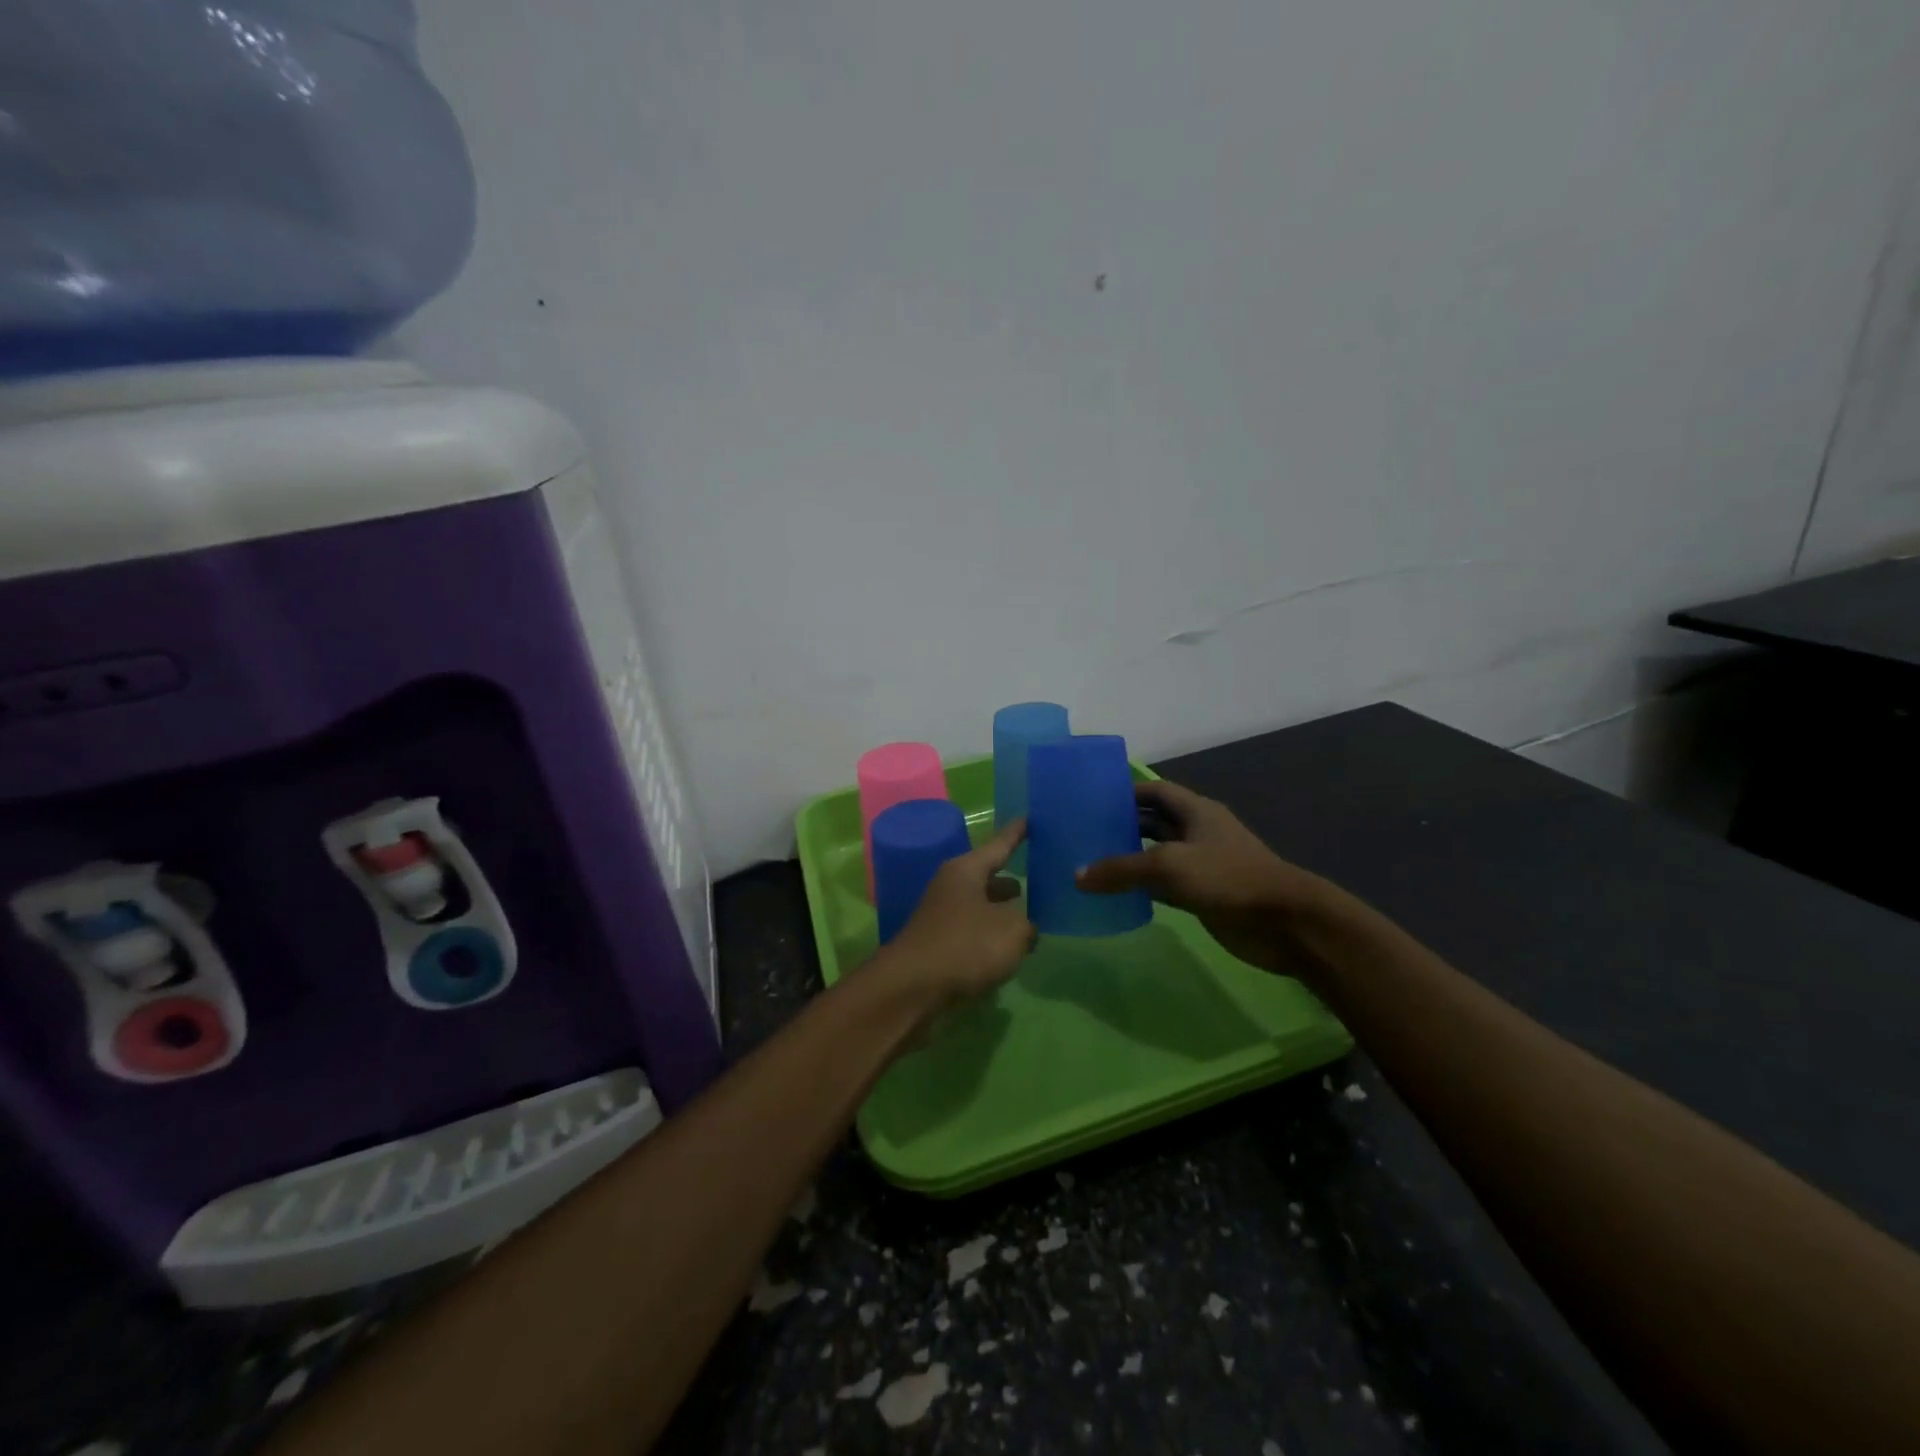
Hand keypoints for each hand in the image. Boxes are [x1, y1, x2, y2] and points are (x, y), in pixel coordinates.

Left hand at [870, 819, 1036, 1011]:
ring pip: (980, 906)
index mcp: (966, 871)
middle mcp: (951, 886)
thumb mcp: (1012, 931)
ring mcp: (941, 916)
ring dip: (1002, 912)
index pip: (999, 845)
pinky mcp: (938, 944)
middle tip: (1040, 880)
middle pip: (988, 877)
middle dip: (1011, 880)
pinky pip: (972, 931)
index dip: (1017, 834)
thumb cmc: (965, 947)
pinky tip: (1007, 951)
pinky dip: (990, 936)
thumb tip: (1026, 926)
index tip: (1030, 818)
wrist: (911, 989)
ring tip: (1030, 918)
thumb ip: (1028, 924)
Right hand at [1076, 779, 1327, 974]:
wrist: (1284, 923)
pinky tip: (1116, 894)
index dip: (1125, 791)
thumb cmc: (1227, 878)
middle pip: (1154, 821)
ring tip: (1091, 861)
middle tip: (1084, 832)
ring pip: (1157, 855)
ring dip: (1130, 858)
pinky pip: (1164, 885)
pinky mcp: (1203, 894)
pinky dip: (1142, 887)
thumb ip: (1121, 869)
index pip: (1154, 791)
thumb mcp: (1168, 866)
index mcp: (1196, 811)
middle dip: (1123, 825)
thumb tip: (1077, 875)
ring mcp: (1202, 864)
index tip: (1091, 798)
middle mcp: (1198, 832)